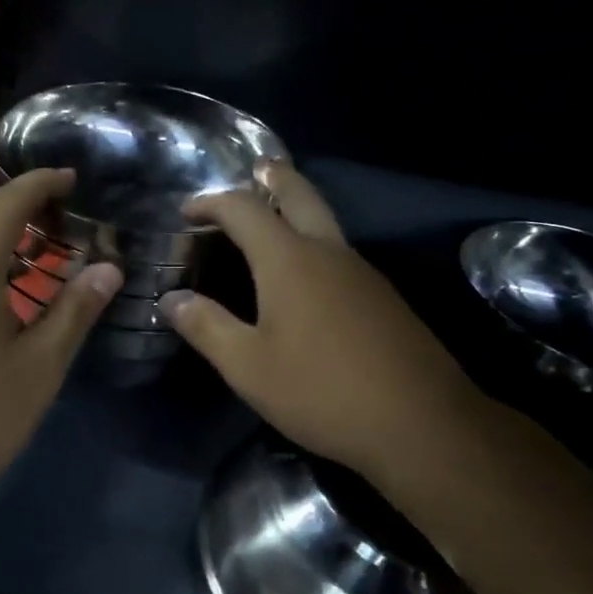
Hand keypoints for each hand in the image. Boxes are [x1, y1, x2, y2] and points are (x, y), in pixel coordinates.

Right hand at [161, 163, 476, 485]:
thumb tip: (171, 299)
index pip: (243, 210)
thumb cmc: (321, 391)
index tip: (187, 211)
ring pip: (325, 221)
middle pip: (300, 194)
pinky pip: (340, 251)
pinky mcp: (383, 297)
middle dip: (273, 178)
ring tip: (272, 219)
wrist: (421, 423)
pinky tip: (307, 276)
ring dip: (297, 208)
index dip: (211, 203)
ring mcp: (363, 272)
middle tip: (255, 170)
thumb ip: (206, 327)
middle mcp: (328, 252)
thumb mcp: (249, 367)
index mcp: (289, 260)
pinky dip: (314, 242)